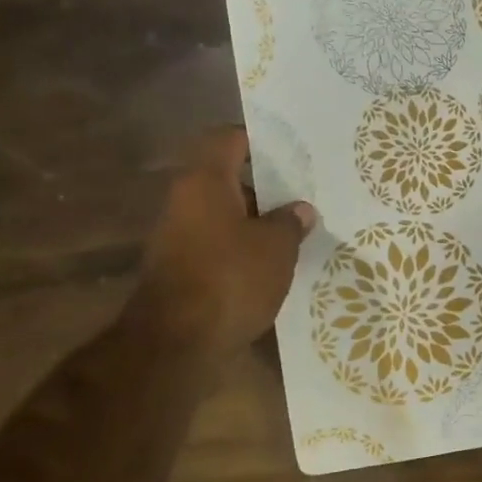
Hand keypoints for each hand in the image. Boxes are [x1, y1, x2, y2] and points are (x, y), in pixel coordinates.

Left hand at [141, 129, 316, 347]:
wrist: (177, 342)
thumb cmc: (231, 278)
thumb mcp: (276, 247)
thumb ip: (290, 222)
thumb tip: (299, 209)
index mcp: (205, 182)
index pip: (228, 139)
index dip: (259, 140)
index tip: (291, 151)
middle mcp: (185, 201)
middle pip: (227, 178)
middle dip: (265, 186)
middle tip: (304, 194)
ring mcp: (179, 236)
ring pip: (224, 214)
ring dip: (257, 220)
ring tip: (297, 231)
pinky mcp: (183, 268)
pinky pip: (219, 243)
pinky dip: (244, 247)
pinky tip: (274, 263)